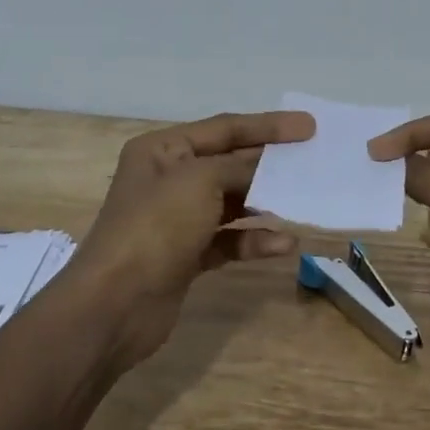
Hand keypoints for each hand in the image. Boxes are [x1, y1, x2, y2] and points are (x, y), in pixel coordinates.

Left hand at [67, 110, 315, 365]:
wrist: (115, 304)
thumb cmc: (155, 226)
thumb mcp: (200, 181)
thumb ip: (241, 168)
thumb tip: (270, 169)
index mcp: (163, 149)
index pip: (224, 128)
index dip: (269, 126)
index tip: (309, 127)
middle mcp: (169, 179)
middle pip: (230, 164)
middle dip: (270, 166)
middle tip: (314, 164)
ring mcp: (177, 220)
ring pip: (232, 203)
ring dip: (266, 204)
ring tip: (303, 204)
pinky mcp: (186, 256)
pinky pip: (229, 239)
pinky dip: (254, 240)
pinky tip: (282, 244)